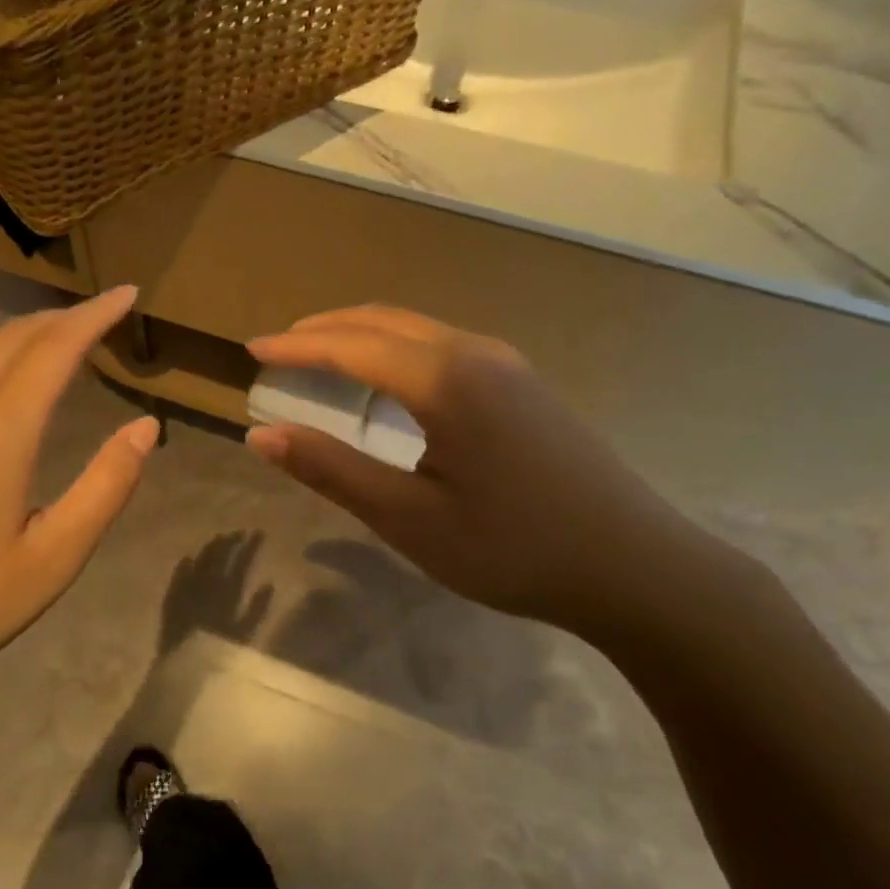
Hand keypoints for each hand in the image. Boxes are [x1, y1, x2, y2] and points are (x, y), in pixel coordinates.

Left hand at [0, 287, 157, 706]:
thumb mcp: (54, 557)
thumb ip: (107, 485)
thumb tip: (146, 427)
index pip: (57, 346)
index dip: (95, 314)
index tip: (125, 292)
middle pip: (11, 339)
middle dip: (57, 319)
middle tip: (93, 318)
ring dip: (15, 343)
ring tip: (46, 349)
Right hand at [246, 306, 727, 637]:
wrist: (636, 567)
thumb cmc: (513, 548)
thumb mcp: (409, 518)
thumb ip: (332, 470)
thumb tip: (263, 435)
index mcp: (443, 379)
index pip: (350, 345)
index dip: (296, 347)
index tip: (252, 351)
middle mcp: (475, 353)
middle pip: (384, 321)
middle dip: (325, 329)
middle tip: (281, 349)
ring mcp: (507, 364)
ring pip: (416, 330)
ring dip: (363, 335)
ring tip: (323, 359)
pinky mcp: (525, 385)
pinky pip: (443, 346)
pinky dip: (397, 350)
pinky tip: (390, 383)